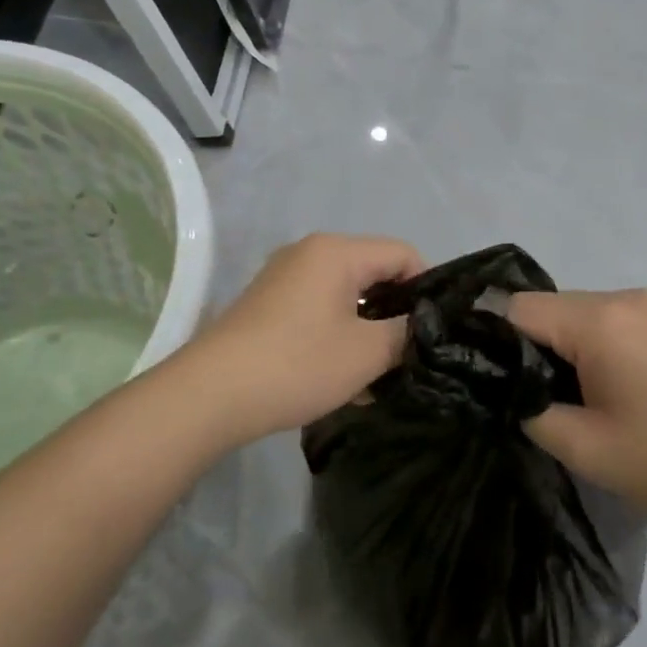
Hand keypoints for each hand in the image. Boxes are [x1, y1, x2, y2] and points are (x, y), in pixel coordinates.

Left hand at [183, 233, 422, 445]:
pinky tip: (344, 382)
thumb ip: (407, 332)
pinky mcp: (268, 308)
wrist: (211, 395)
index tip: (434, 331)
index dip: (427, 289)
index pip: (403, 254)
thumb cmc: (298, 364)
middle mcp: (308, 254)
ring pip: (346, 299)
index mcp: (336, 252)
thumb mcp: (367, 352)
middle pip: (373, 274)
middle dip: (395, 315)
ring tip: (378, 379)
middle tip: (409, 357)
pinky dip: (338, 339)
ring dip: (367, 334)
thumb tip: (422, 325)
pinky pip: (319, 313)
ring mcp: (283, 280)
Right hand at [506, 289, 646, 534]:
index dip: (489, 340)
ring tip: (561, 399)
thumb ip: (528, 408)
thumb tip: (507, 387)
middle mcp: (623, 298)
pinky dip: (588, 347)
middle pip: (546, 308)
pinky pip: (606, 323)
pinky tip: (599, 390)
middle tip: (521, 398)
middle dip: (525, 347)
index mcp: (599, 320)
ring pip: (576, 316)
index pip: (516, 308)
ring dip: (558, 349)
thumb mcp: (583, 447)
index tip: (478, 376)